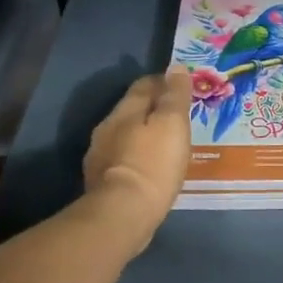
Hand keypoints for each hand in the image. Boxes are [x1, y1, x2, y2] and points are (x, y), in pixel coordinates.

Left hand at [83, 71, 190, 242]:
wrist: (122, 214)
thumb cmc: (153, 164)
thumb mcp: (172, 124)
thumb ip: (174, 96)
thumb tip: (175, 67)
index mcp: (125, 111)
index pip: (144, 85)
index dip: (164, 81)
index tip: (182, 87)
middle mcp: (107, 128)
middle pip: (132, 109)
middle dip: (154, 109)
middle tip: (178, 117)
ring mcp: (100, 156)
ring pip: (126, 135)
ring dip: (144, 135)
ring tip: (166, 144)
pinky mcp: (101, 182)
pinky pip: (123, 159)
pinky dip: (138, 157)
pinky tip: (150, 169)